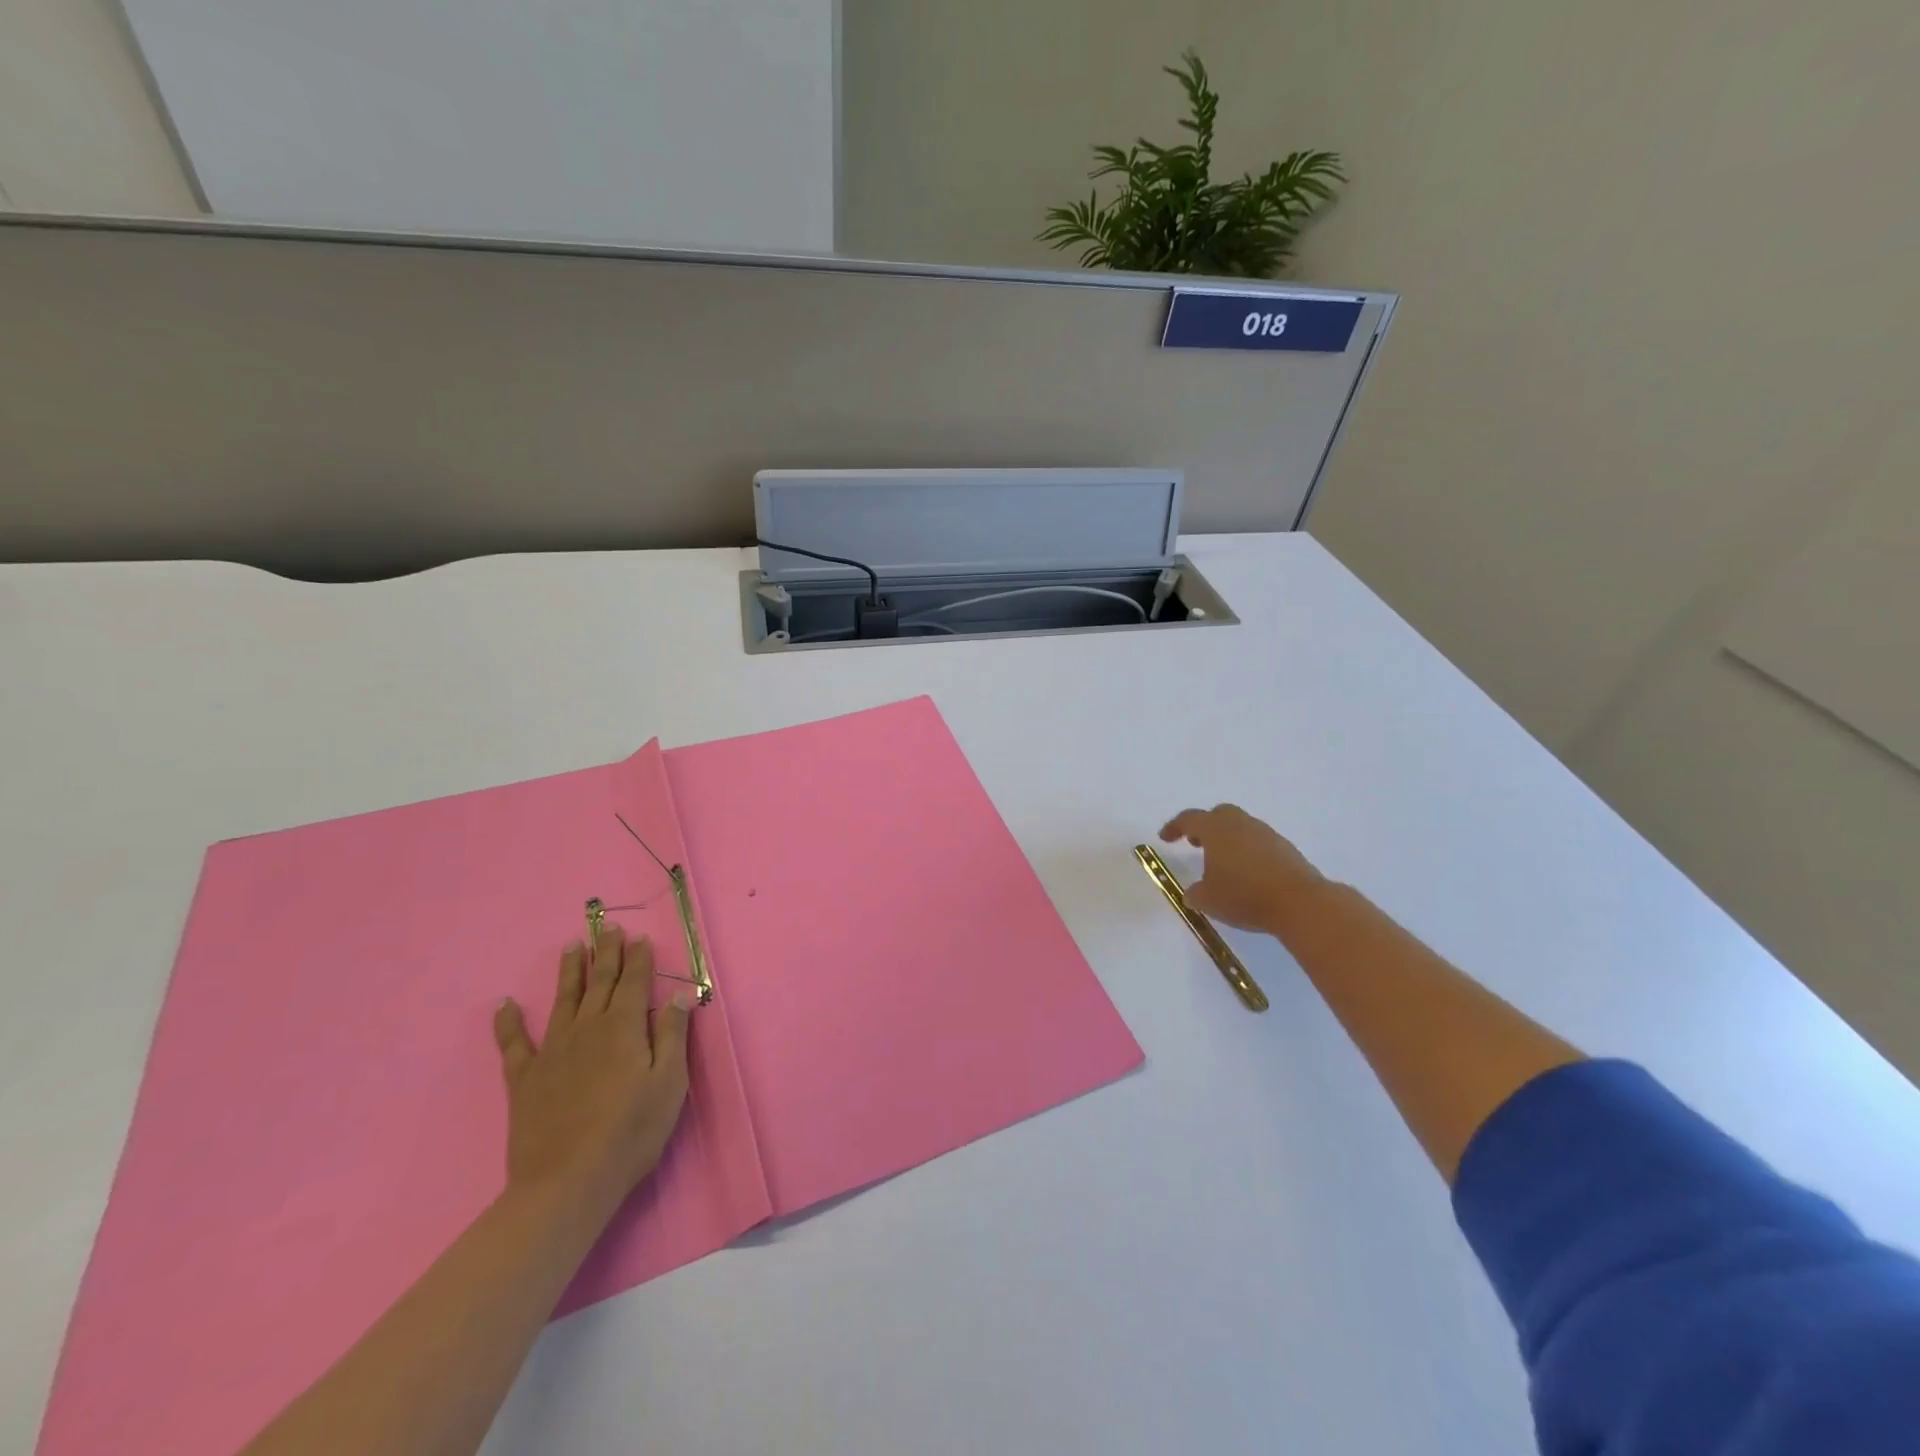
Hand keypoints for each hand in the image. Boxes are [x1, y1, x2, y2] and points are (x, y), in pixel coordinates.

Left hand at [492, 924, 692, 1224]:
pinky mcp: (525, 1078)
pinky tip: (504, 1004)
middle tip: (609, 928)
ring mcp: (553, 1051)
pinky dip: (508, 1022)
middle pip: (600, 982)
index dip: (639, 959)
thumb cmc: (631, 1132)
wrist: (567, 1183)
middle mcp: (588, 1028)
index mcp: (625, 1028)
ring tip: (572, 946)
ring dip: (569, 971)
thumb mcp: (669, 1083)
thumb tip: (679, 995)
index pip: (635, 982)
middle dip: (607, 953)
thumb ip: (673, 1035)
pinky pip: (514, 1043)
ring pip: (563, 1000)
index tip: (640, 938)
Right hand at [1159, 804, 1326, 935]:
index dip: (1174, 827)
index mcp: (1216, 829)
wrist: (1299, 903)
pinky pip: (1259, 843)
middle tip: (1196, 843)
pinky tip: (1248, 874)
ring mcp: (1267, 834)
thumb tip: (1194, 891)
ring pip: (1241, 828)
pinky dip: (1248, 852)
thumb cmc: (1244, 895)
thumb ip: (1195, 893)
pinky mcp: (1286, 849)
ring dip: (1228, 840)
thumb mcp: (1207, 900)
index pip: (1189, 819)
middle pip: (1219, 814)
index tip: (1165, 838)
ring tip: (1223, 864)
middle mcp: (1241, 824)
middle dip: (1205, 826)